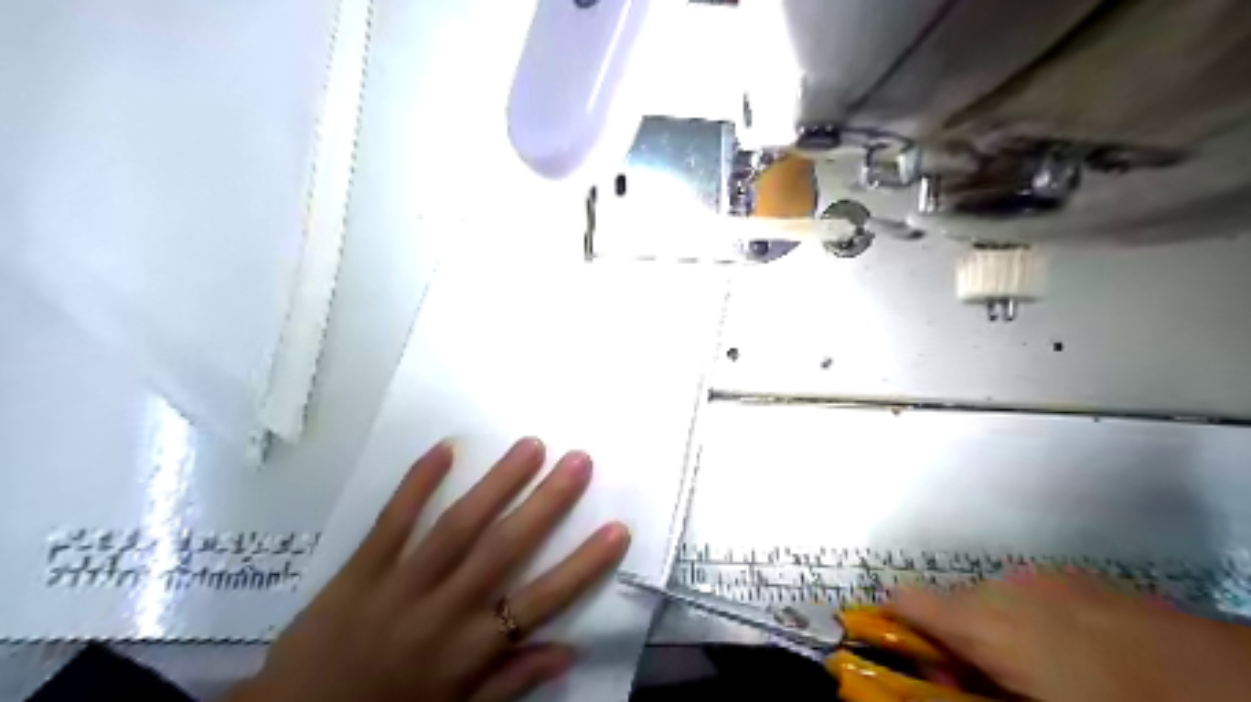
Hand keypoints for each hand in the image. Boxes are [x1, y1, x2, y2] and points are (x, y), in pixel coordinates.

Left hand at [227, 436, 631, 700]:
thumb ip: (512, 681)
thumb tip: (569, 650)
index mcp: (471, 650)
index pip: (542, 601)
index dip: (583, 565)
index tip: (618, 529)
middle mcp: (444, 611)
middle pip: (504, 549)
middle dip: (547, 503)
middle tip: (579, 460)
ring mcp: (400, 585)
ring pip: (457, 527)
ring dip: (497, 483)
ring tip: (530, 446)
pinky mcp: (359, 570)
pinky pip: (392, 521)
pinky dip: (417, 484)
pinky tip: (445, 449)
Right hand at [893, 575, 1250, 701]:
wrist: (1214, 678)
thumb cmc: (1108, 699)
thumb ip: (970, 688)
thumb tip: (940, 675)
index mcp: (982, 621)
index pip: (905, 601)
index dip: (899, 630)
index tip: (925, 669)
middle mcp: (1000, 586)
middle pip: (948, 604)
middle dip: (955, 641)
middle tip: (987, 685)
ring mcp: (1040, 577)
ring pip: (989, 598)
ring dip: (994, 630)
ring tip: (1037, 673)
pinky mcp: (1075, 577)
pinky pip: (1027, 594)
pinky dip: (1030, 620)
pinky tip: (1073, 654)